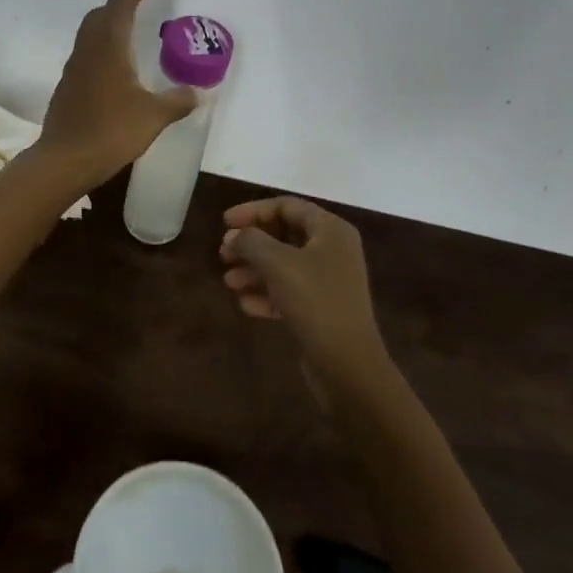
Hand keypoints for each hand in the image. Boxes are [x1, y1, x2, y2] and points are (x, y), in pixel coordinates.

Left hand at [37, 0, 196, 189]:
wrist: (64, 160)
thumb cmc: (111, 132)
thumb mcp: (153, 116)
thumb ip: (177, 101)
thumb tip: (199, 92)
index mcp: (109, 48)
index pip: (121, 6)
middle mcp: (88, 51)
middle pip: (100, 15)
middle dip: (119, 4)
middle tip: (139, 4)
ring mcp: (74, 68)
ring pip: (89, 34)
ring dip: (108, 25)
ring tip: (129, 33)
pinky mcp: (67, 87)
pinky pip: (85, 54)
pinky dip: (101, 48)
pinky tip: (114, 69)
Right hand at [220, 197, 389, 392]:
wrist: (348, 366)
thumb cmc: (315, 301)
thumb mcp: (278, 263)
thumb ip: (251, 241)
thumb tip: (234, 236)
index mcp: (331, 230)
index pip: (286, 206)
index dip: (253, 211)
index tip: (224, 223)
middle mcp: (333, 250)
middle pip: (283, 235)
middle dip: (251, 244)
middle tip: (223, 254)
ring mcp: (328, 281)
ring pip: (283, 265)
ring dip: (254, 270)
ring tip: (229, 282)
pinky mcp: (321, 309)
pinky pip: (288, 291)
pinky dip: (266, 294)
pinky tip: (245, 305)